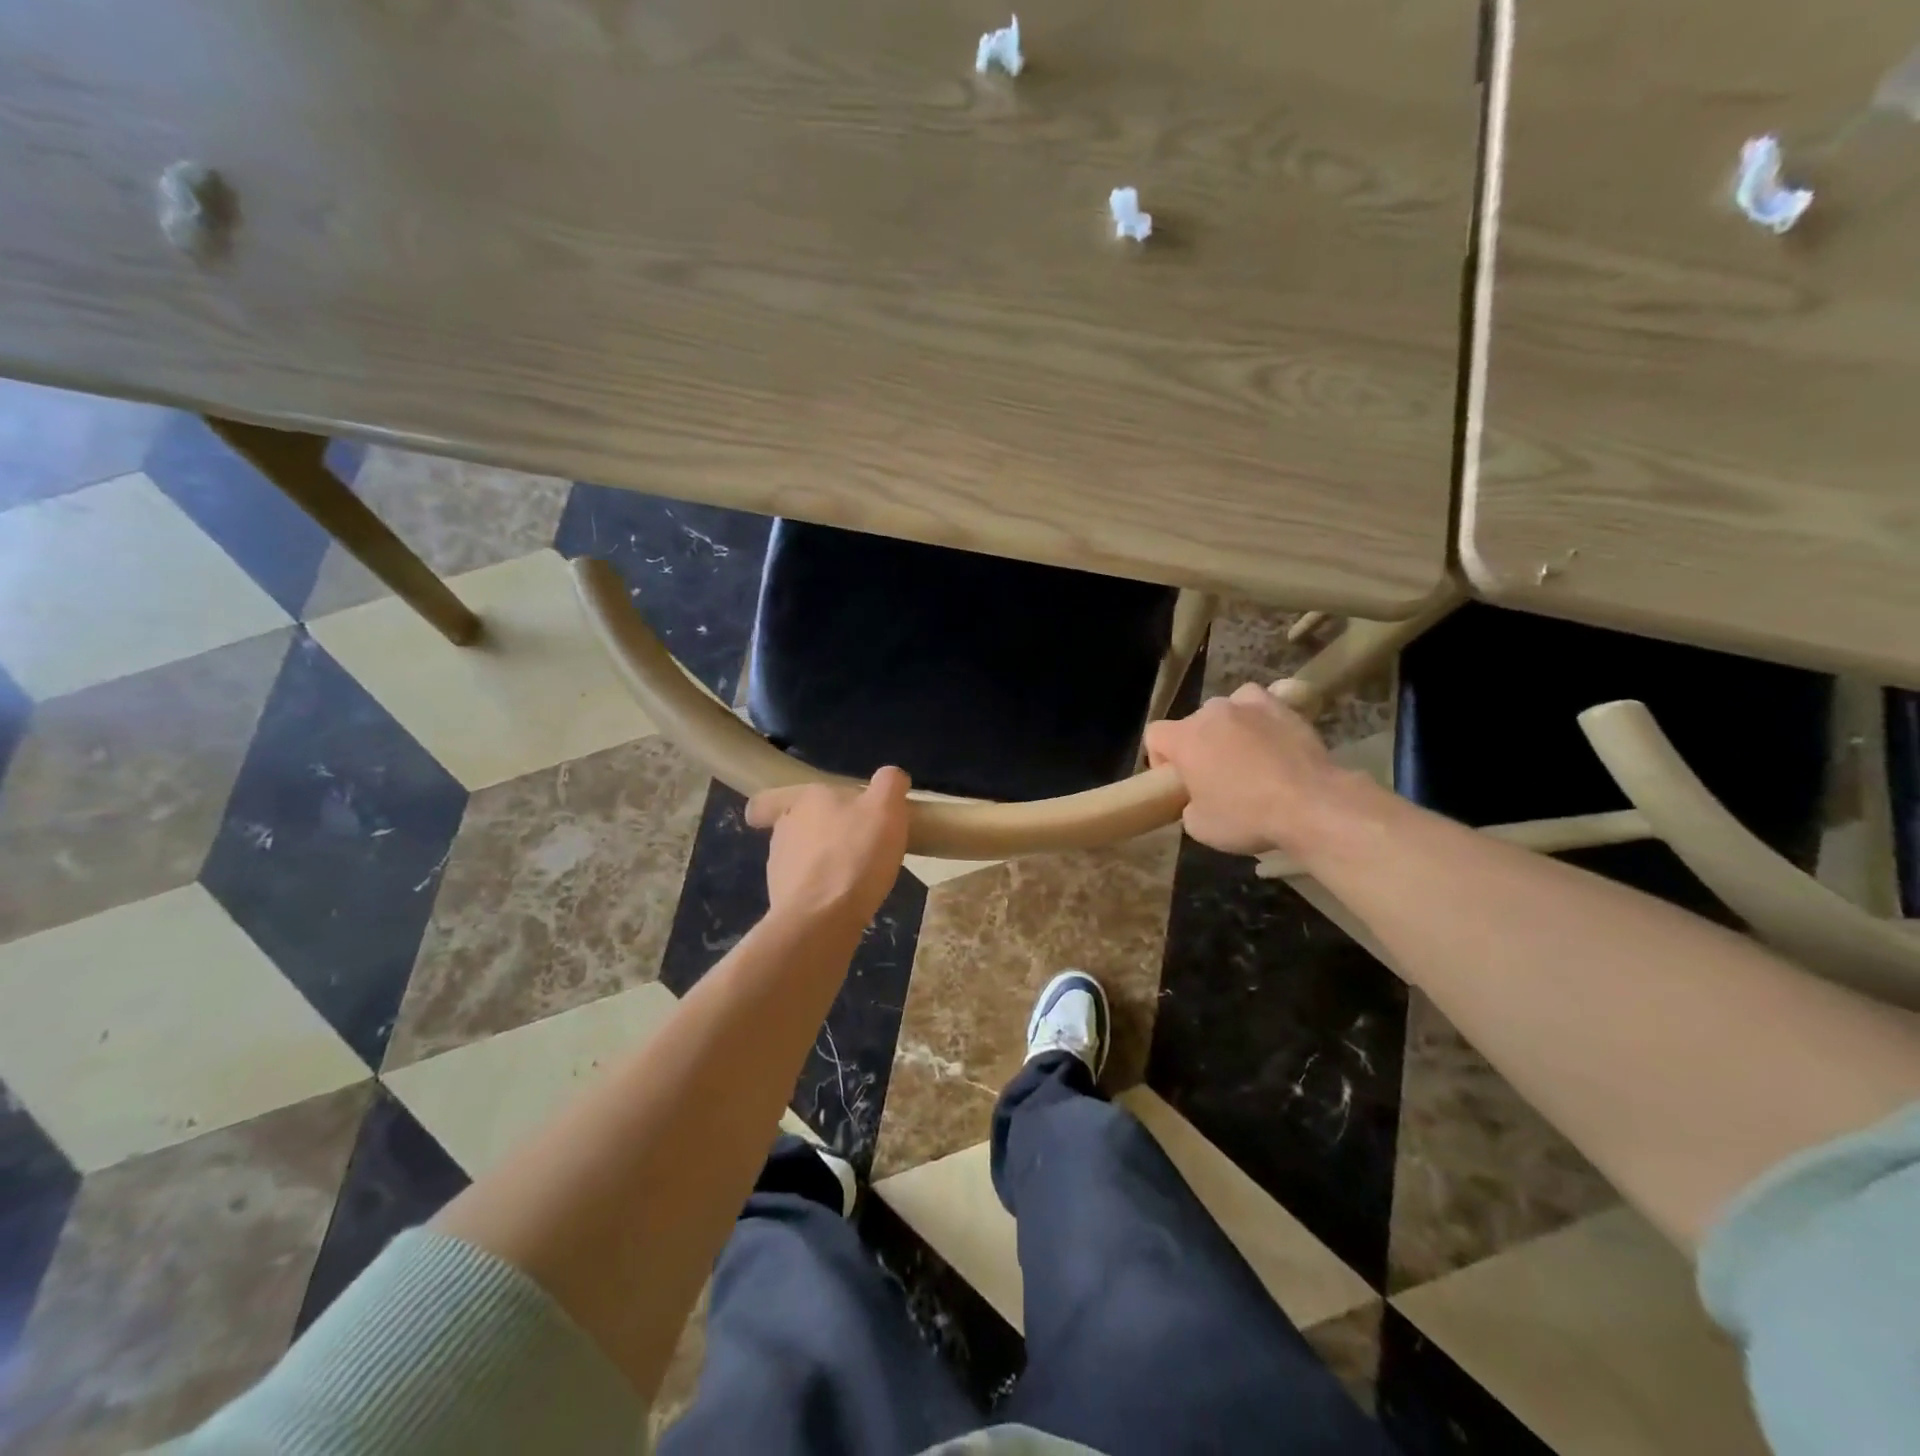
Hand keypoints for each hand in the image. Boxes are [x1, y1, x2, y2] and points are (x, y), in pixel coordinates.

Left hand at [745, 767, 911, 929]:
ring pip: (800, 857)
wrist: (823, 918)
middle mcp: (784, 829)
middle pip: (795, 825)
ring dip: (822, 862)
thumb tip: (891, 776)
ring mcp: (780, 867)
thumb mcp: (886, 808)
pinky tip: (847, 898)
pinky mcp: (784, 900)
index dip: (777, 803)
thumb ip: (889, 784)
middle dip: (819, 832)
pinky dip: (822, 890)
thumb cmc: (855, 854)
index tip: (799, 811)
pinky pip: (805, 888)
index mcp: (803, 800)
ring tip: (857, 873)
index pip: (769, 798)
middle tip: (854, 841)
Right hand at [1144, 684, 1345, 855]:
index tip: (1178, 783)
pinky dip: (1257, 716)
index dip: (1160, 759)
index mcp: (1184, 739)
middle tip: (1214, 778)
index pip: (1154, 735)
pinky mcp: (1282, 708)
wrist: (1311, 804)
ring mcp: (1248, 705)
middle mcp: (1211, 713)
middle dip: (1197, 747)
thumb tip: (1197, 799)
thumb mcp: (1199, 827)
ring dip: (1226, 729)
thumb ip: (1188, 805)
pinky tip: (1267, 736)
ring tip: (1244, 756)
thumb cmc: (1247, 816)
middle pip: (1191, 724)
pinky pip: (1258, 703)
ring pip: (1224, 710)